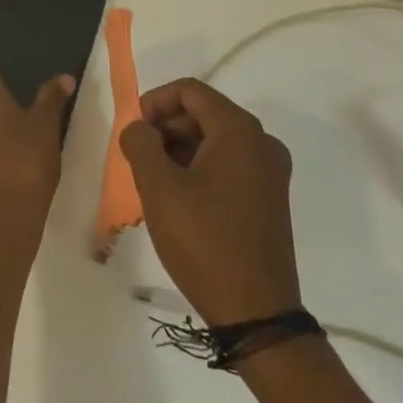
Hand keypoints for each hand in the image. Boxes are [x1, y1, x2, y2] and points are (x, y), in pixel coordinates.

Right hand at [118, 79, 299, 325]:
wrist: (255, 311)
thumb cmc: (203, 241)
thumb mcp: (159, 188)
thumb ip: (140, 144)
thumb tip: (138, 128)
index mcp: (239, 131)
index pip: (190, 91)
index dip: (154, 101)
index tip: (132, 129)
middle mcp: (262, 143)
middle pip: (204, 113)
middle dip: (165, 127)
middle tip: (138, 157)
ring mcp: (270, 172)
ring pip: (215, 140)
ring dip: (179, 149)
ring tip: (153, 180)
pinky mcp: (269, 197)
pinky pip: (228, 164)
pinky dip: (199, 167)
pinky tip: (178, 197)